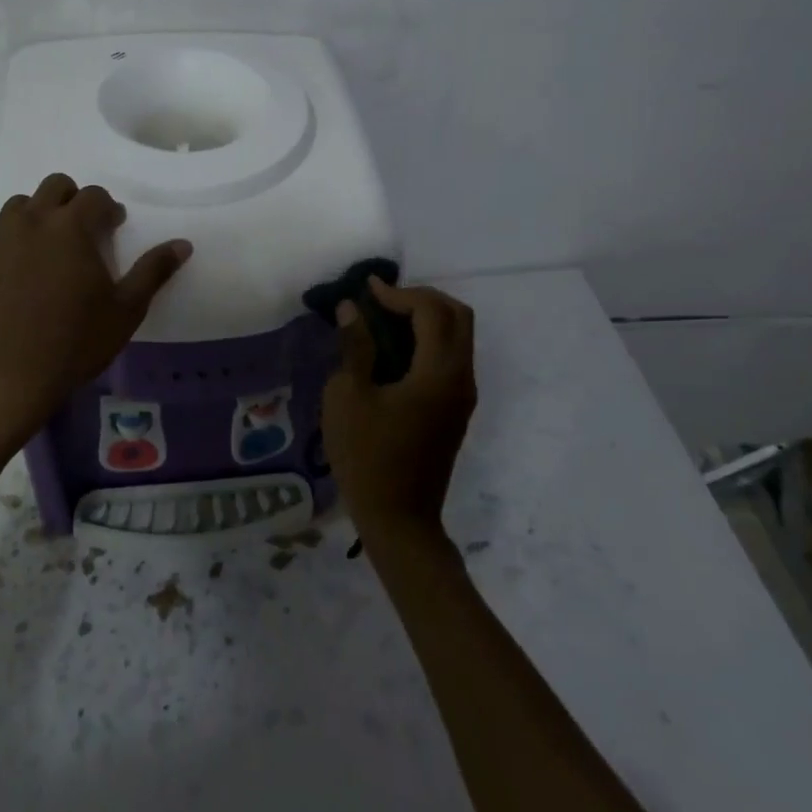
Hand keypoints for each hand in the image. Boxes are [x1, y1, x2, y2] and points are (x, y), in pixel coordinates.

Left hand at [0, 174, 190, 438]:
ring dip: (37, 218)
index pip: (94, 195)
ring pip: (17, 209)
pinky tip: (14, 286)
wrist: (1, 381)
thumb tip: (182, 244)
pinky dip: (8, 252)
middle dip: (72, 201)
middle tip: (83, 234)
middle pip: (53, 187)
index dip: (108, 208)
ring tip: (47, 253)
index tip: (114, 229)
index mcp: (70, 227)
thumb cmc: (73, 344)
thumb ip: (154, 271)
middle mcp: (29, 223)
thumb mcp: (126, 311)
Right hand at [322, 279, 477, 542]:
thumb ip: (355, 346)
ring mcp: (463, 396)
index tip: (367, 290)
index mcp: (439, 373)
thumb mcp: (348, 397)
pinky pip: (450, 358)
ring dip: (427, 319)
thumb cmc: (367, 458)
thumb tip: (352, 309)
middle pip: (458, 316)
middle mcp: (461, 378)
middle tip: (383, 300)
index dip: (400, 293)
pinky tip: (395, 350)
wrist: (399, 520)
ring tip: (384, 320)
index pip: (432, 310)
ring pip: (458, 337)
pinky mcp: (456, 411)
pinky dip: (428, 341)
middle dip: (422, 298)